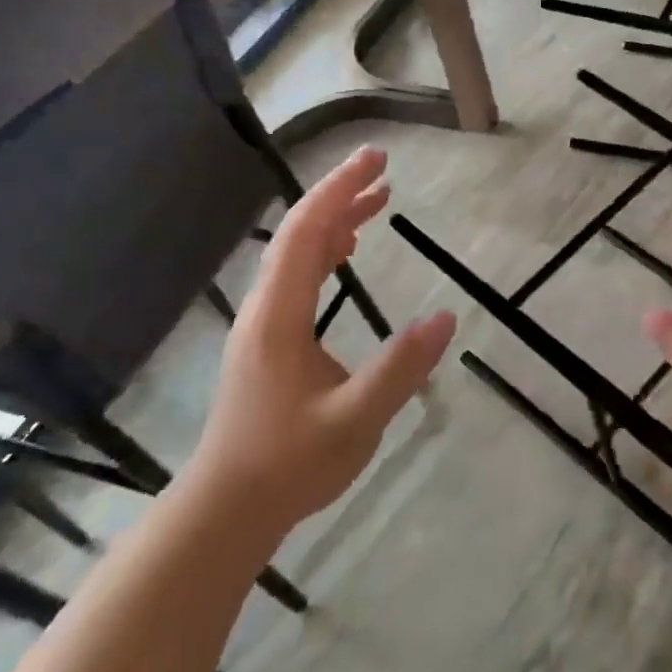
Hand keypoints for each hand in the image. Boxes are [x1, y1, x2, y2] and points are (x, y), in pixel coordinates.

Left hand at [184, 147, 454, 539]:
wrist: (226, 511)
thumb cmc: (288, 465)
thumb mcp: (356, 420)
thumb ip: (400, 368)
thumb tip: (446, 317)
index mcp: (279, 316)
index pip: (306, 233)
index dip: (339, 190)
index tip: (376, 160)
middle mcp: (265, 308)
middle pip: (299, 232)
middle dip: (340, 193)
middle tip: (384, 167)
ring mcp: (264, 323)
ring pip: (297, 252)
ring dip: (335, 218)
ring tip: (378, 196)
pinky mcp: (269, 339)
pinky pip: (298, 274)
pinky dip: (326, 247)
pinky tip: (347, 248)